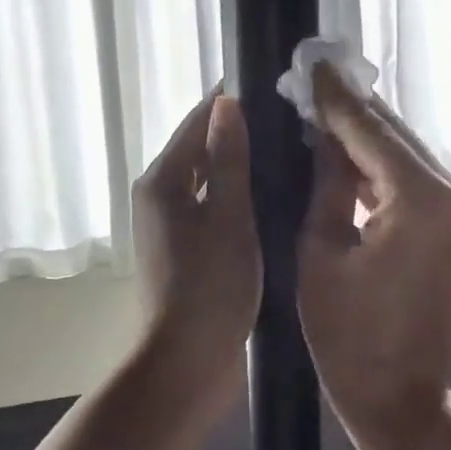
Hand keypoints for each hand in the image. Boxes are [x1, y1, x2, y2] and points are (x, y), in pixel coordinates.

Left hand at [132, 90, 261, 392]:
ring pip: (207, 181)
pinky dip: (236, 198)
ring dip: (240, 167)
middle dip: (239, 134)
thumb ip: (228, 159)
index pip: (197, 122)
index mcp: (162, 181)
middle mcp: (158, 196)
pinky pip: (211, 209)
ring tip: (289, 155)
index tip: (274, 88)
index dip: (231, 103)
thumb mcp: (228, 218)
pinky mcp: (184, 250)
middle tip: (292, 123)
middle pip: (200, 150)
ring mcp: (169, 226)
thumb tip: (226, 102)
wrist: (186, 362)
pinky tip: (271, 199)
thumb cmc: (209, 287)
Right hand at [297, 65, 450, 435]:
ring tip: (320, 109)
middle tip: (309, 82)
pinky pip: (415, 179)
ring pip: (406, 154)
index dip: (336, 98)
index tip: (310, 64)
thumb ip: (326, 180)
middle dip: (351, 111)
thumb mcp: (319, 248)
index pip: (371, 132)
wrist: (397, 394)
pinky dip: (382, 165)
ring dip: (365, 135)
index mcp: (422, 203)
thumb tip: (322, 133)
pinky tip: (346, 150)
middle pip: (396, 136)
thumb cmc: (344, 333)